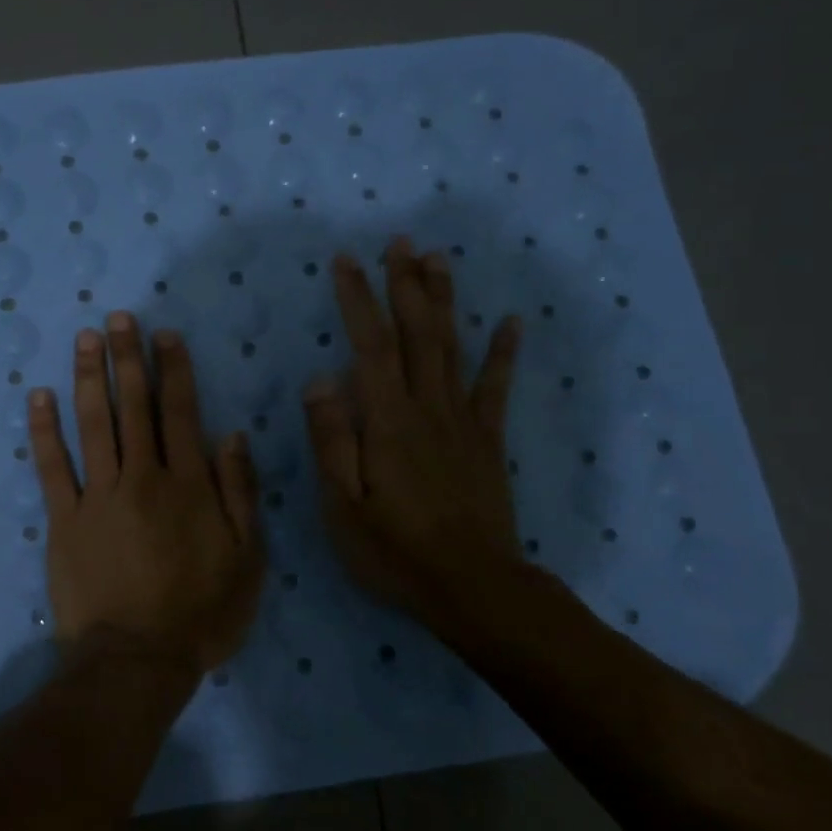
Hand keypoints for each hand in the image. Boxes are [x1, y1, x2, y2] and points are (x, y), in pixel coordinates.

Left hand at [31, 312, 264, 672]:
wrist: (138, 658)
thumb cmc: (201, 612)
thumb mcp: (247, 558)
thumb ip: (240, 492)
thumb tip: (232, 434)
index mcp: (187, 484)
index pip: (180, 412)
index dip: (173, 369)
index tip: (164, 334)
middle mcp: (142, 477)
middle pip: (134, 406)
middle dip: (128, 358)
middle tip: (118, 318)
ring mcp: (98, 496)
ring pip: (94, 424)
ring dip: (90, 377)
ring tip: (85, 338)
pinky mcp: (63, 519)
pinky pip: (52, 466)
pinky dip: (44, 429)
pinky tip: (40, 397)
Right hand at [303, 236, 523, 629]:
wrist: (472, 588)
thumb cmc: (394, 551)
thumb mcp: (342, 505)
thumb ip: (332, 441)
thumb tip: (320, 379)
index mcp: (387, 422)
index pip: (370, 347)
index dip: (358, 301)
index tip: (347, 261)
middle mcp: (427, 409)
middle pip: (417, 335)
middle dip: (406, 285)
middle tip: (401, 242)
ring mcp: (462, 423)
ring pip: (452, 349)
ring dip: (444, 302)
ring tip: (439, 260)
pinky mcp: (487, 442)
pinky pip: (495, 389)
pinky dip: (503, 353)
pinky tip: (511, 322)